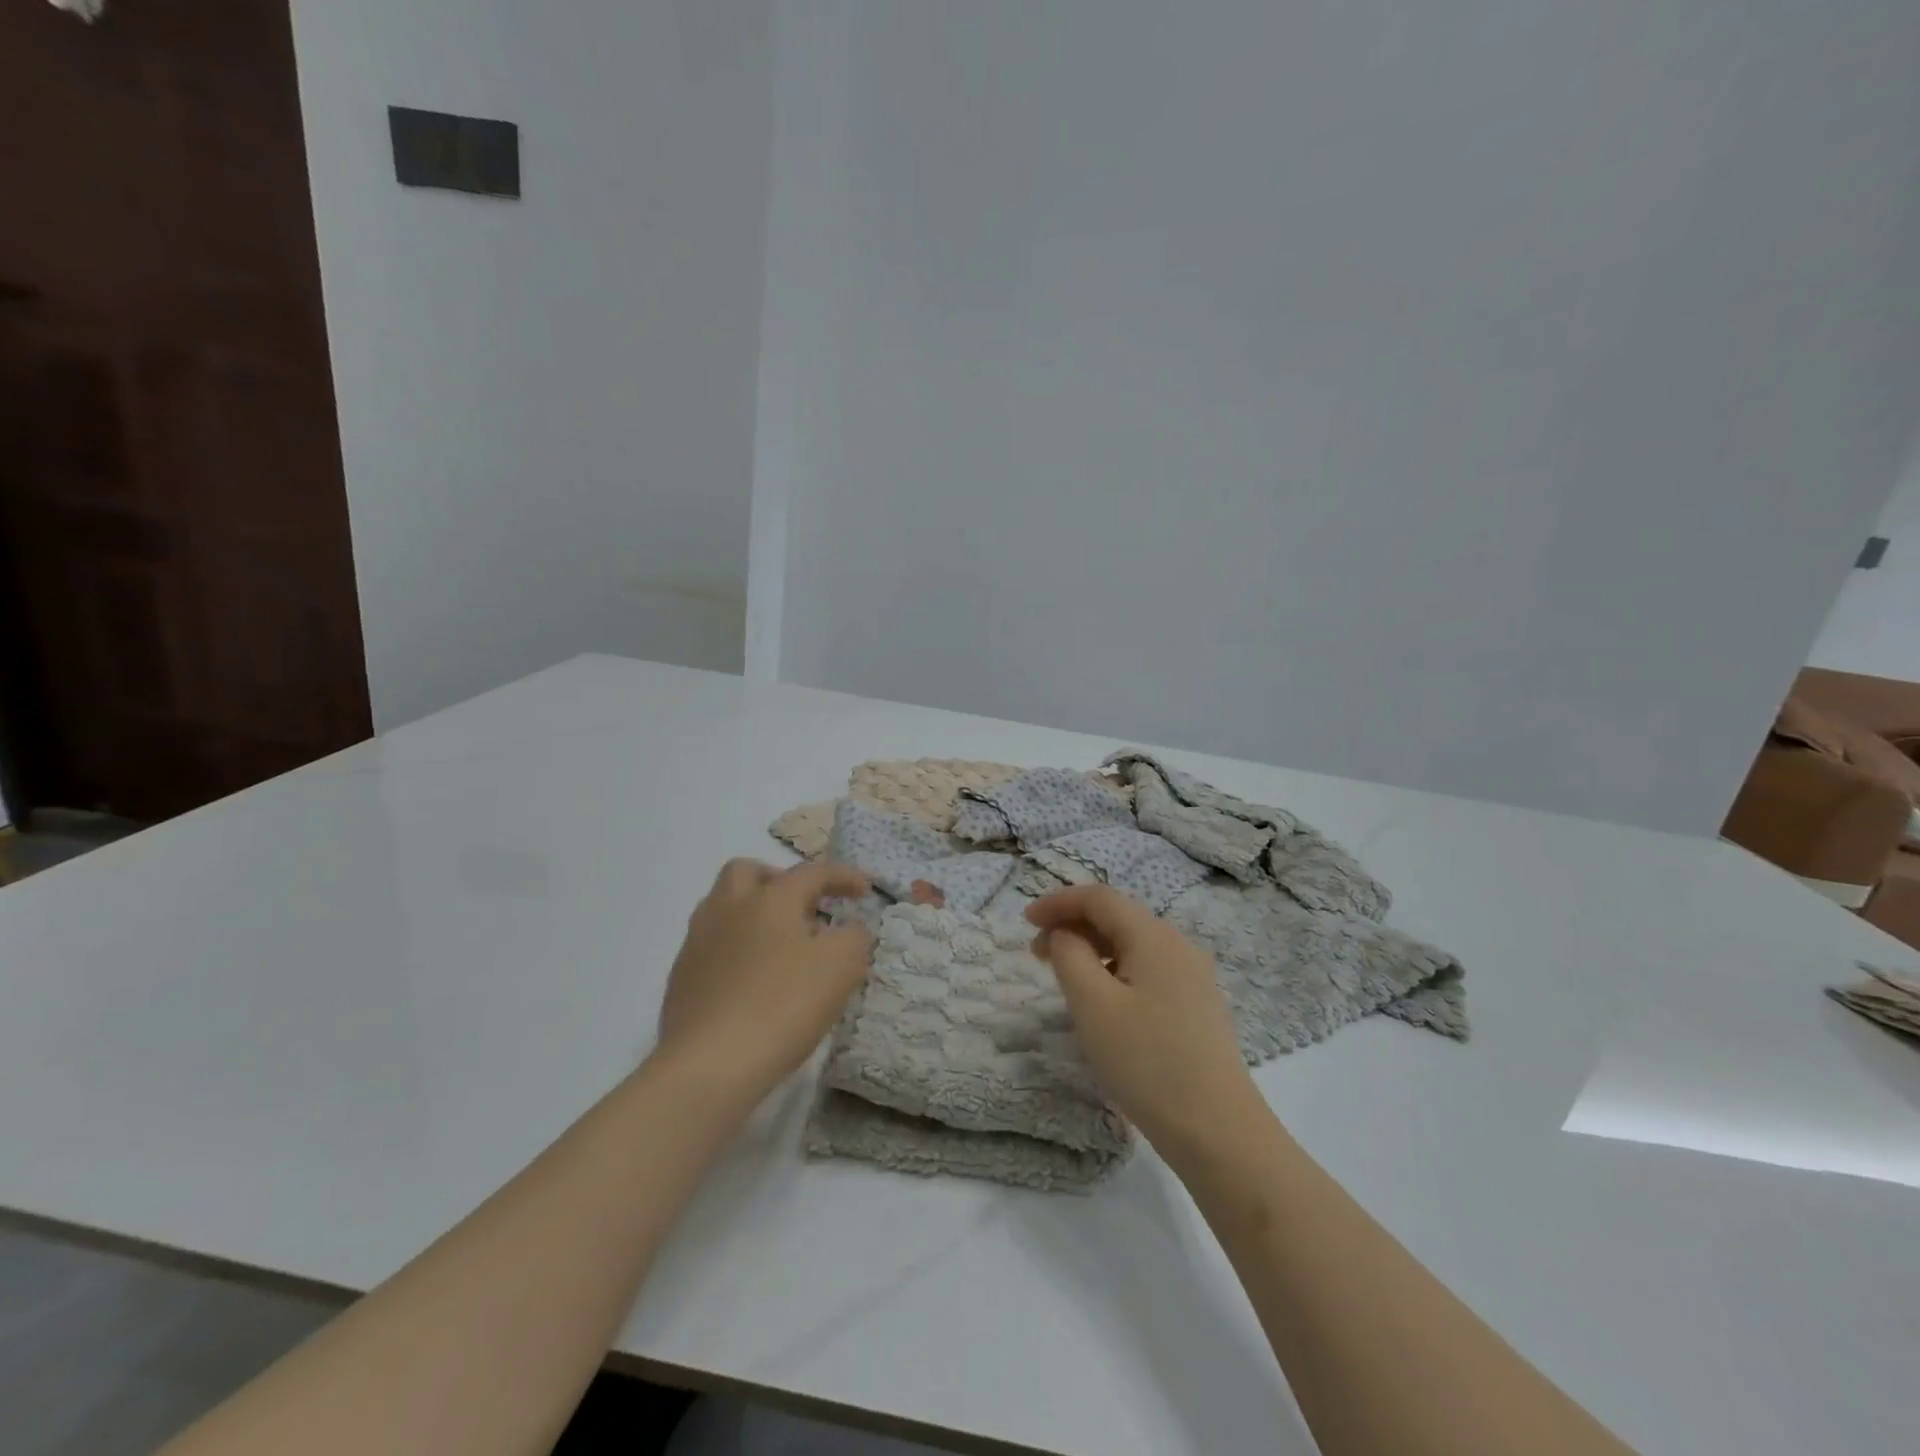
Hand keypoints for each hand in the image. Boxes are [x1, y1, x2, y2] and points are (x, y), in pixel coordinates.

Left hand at [655, 859, 872, 1105]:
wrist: (710, 1063)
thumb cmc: (784, 1004)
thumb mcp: (842, 967)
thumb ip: (853, 937)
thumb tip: (847, 930)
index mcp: (771, 898)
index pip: (811, 872)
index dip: (842, 876)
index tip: (865, 890)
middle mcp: (729, 908)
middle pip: (747, 871)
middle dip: (778, 879)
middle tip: (802, 907)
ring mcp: (698, 942)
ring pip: (722, 906)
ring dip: (751, 911)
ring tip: (777, 943)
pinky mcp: (681, 978)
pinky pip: (710, 945)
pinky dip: (734, 948)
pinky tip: (751, 979)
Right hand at [1027, 884, 1265, 1162]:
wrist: (1219, 1132)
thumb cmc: (1147, 1063)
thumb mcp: (1093, 1005)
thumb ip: (1070, 956)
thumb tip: (1065, 935)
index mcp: (1154, 936)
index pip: (1100, 898)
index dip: (1058, 902)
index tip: (1025, 921)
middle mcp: (1178, 946)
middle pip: (1118, 918)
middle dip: (1073, 926)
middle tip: (1037, 954)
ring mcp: (1193, 977)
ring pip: (1133, 945)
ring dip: (1093, 950)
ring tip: (1065, 979)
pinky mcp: (1197, 1006)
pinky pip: (1147, 970)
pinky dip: (1115, 971)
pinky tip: (1103, 1002)